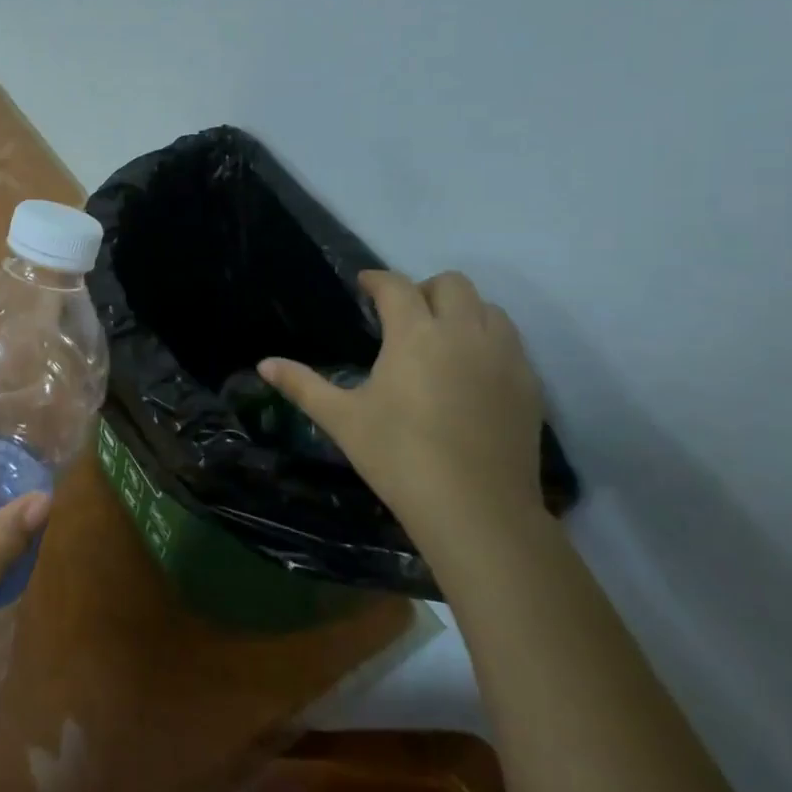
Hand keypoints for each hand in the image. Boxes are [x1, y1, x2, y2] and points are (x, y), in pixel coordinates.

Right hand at [259, 270, 544, 547]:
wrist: (477, 510)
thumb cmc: (399, 457)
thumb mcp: (342, 420)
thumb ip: (302, 385)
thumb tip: (263, 364)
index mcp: (415, 334)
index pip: (396, 286)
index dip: (376, 280)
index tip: (363, 286)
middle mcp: (463, 332)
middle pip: (452, 283)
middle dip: (423, 289)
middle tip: (403, 317)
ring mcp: (504, 357)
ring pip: (488, 307)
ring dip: (461, 311)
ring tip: (440, 339)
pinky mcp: (528, 384)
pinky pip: (510, 341)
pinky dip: (487, 340)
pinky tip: (470, 373)